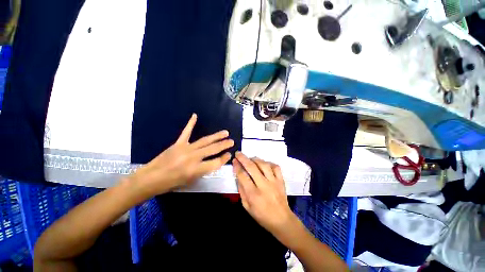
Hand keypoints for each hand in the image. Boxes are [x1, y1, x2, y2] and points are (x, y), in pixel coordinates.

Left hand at [131, 114, 233, 196]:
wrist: (151, 178)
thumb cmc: (172, 183)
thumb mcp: (191, 181)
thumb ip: (203, 170)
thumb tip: (213, 162)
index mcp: (196, 169)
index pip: (216, 162)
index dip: (224, 158)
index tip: (229, 154)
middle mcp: (193, 157)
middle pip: (213, 149)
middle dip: (224, 145)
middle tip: (232, 141)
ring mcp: (186, 148)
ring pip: (205, 140)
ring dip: (216, 136)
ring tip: (225, 132)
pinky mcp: (178, 144)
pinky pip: (186, 132)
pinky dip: (191, 123)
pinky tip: (195, 115)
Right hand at [233, 152, 296, 235]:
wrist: (281, 220)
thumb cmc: (262, 216)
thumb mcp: (247, 207)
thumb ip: (242, 191)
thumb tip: (238, 176)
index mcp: (253, 194)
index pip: (243, 176)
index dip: (237, 166)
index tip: (234, 160)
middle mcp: (264, 185)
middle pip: (252, 167)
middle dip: (243, 158)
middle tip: (238, 153)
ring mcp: (274, 182)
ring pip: (264, 165)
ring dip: (255, 159)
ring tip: (250, 158)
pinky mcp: (281, 180)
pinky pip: (276, 167)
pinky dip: (269, 163)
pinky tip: (264, 164)